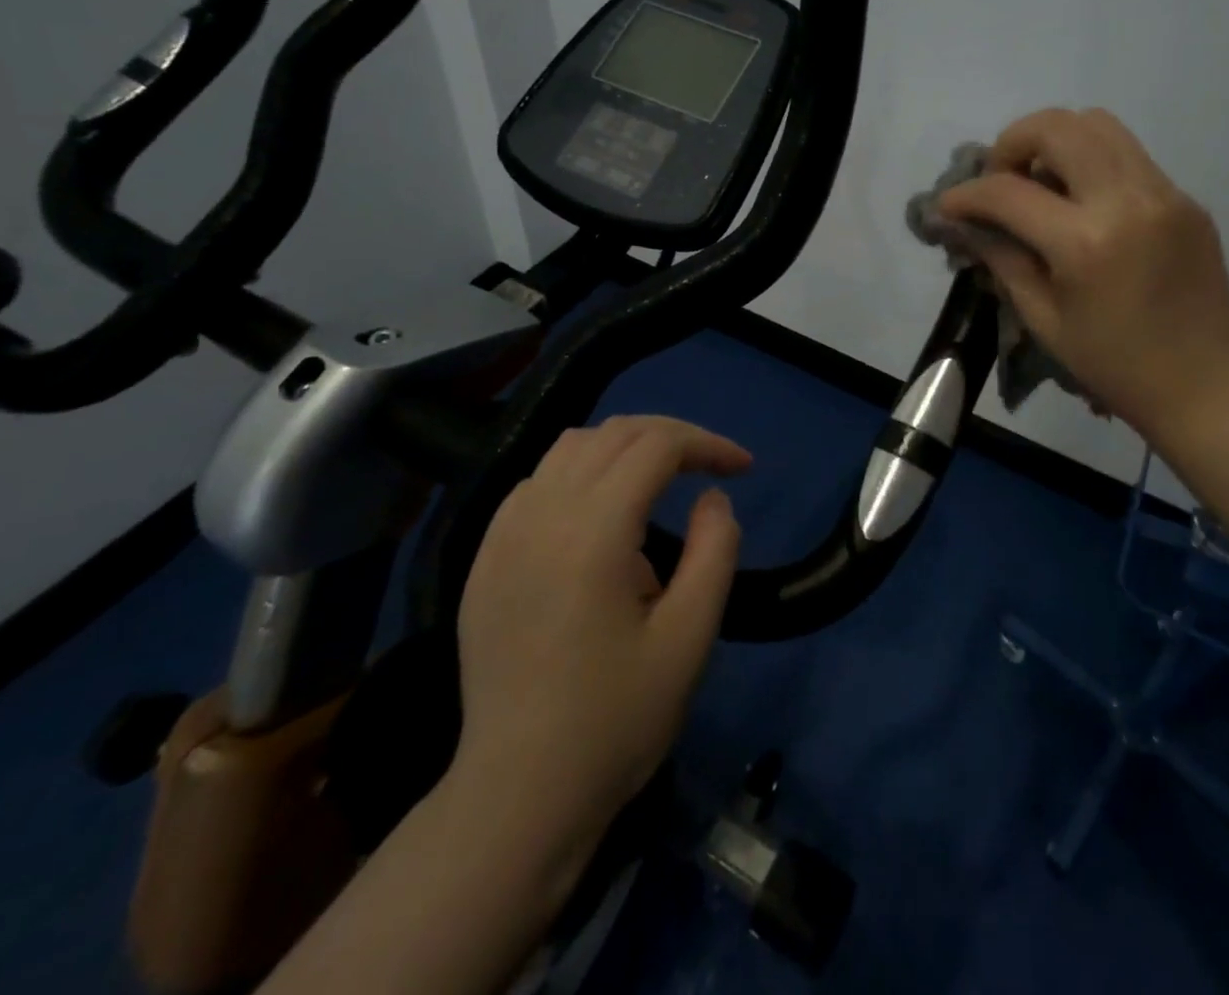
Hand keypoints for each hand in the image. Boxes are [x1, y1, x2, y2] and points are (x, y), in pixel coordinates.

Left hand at [452, 415, 746, 856]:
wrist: (518, 795)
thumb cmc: (615, 720)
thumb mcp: (690, 637)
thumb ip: (715, 551)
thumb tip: (713, 498)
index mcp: (592, 532)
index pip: (657, 445)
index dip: (707, 445)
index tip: (743, 469)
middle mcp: (541, 515)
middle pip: (614, 433)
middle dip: (672, 438)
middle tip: (712, 468)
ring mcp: (503, 534)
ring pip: (571, 447)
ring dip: (625, 448)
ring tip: (661, 483)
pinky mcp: (485, 559)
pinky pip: (537, 482)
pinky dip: (581, 473)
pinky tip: (601, 516)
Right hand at [938, 108, 1228, 450]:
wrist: (1206, 382)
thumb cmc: (1114, 364)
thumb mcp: (1044, 319)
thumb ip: (1002, 259)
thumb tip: (965, 223)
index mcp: (1086, 243)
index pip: (1008, 192)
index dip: (967, 194)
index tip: (948, 205)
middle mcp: (1127, 200)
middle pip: (1057, 126)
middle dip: (1012, 143)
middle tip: (999, 180)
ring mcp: (1164, 192)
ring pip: (1097, 123)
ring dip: (1054, 142)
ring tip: (1040, 183)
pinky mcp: (1184, 197)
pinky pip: (1127, 155)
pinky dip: (1090, 163)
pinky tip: (1081, 203)